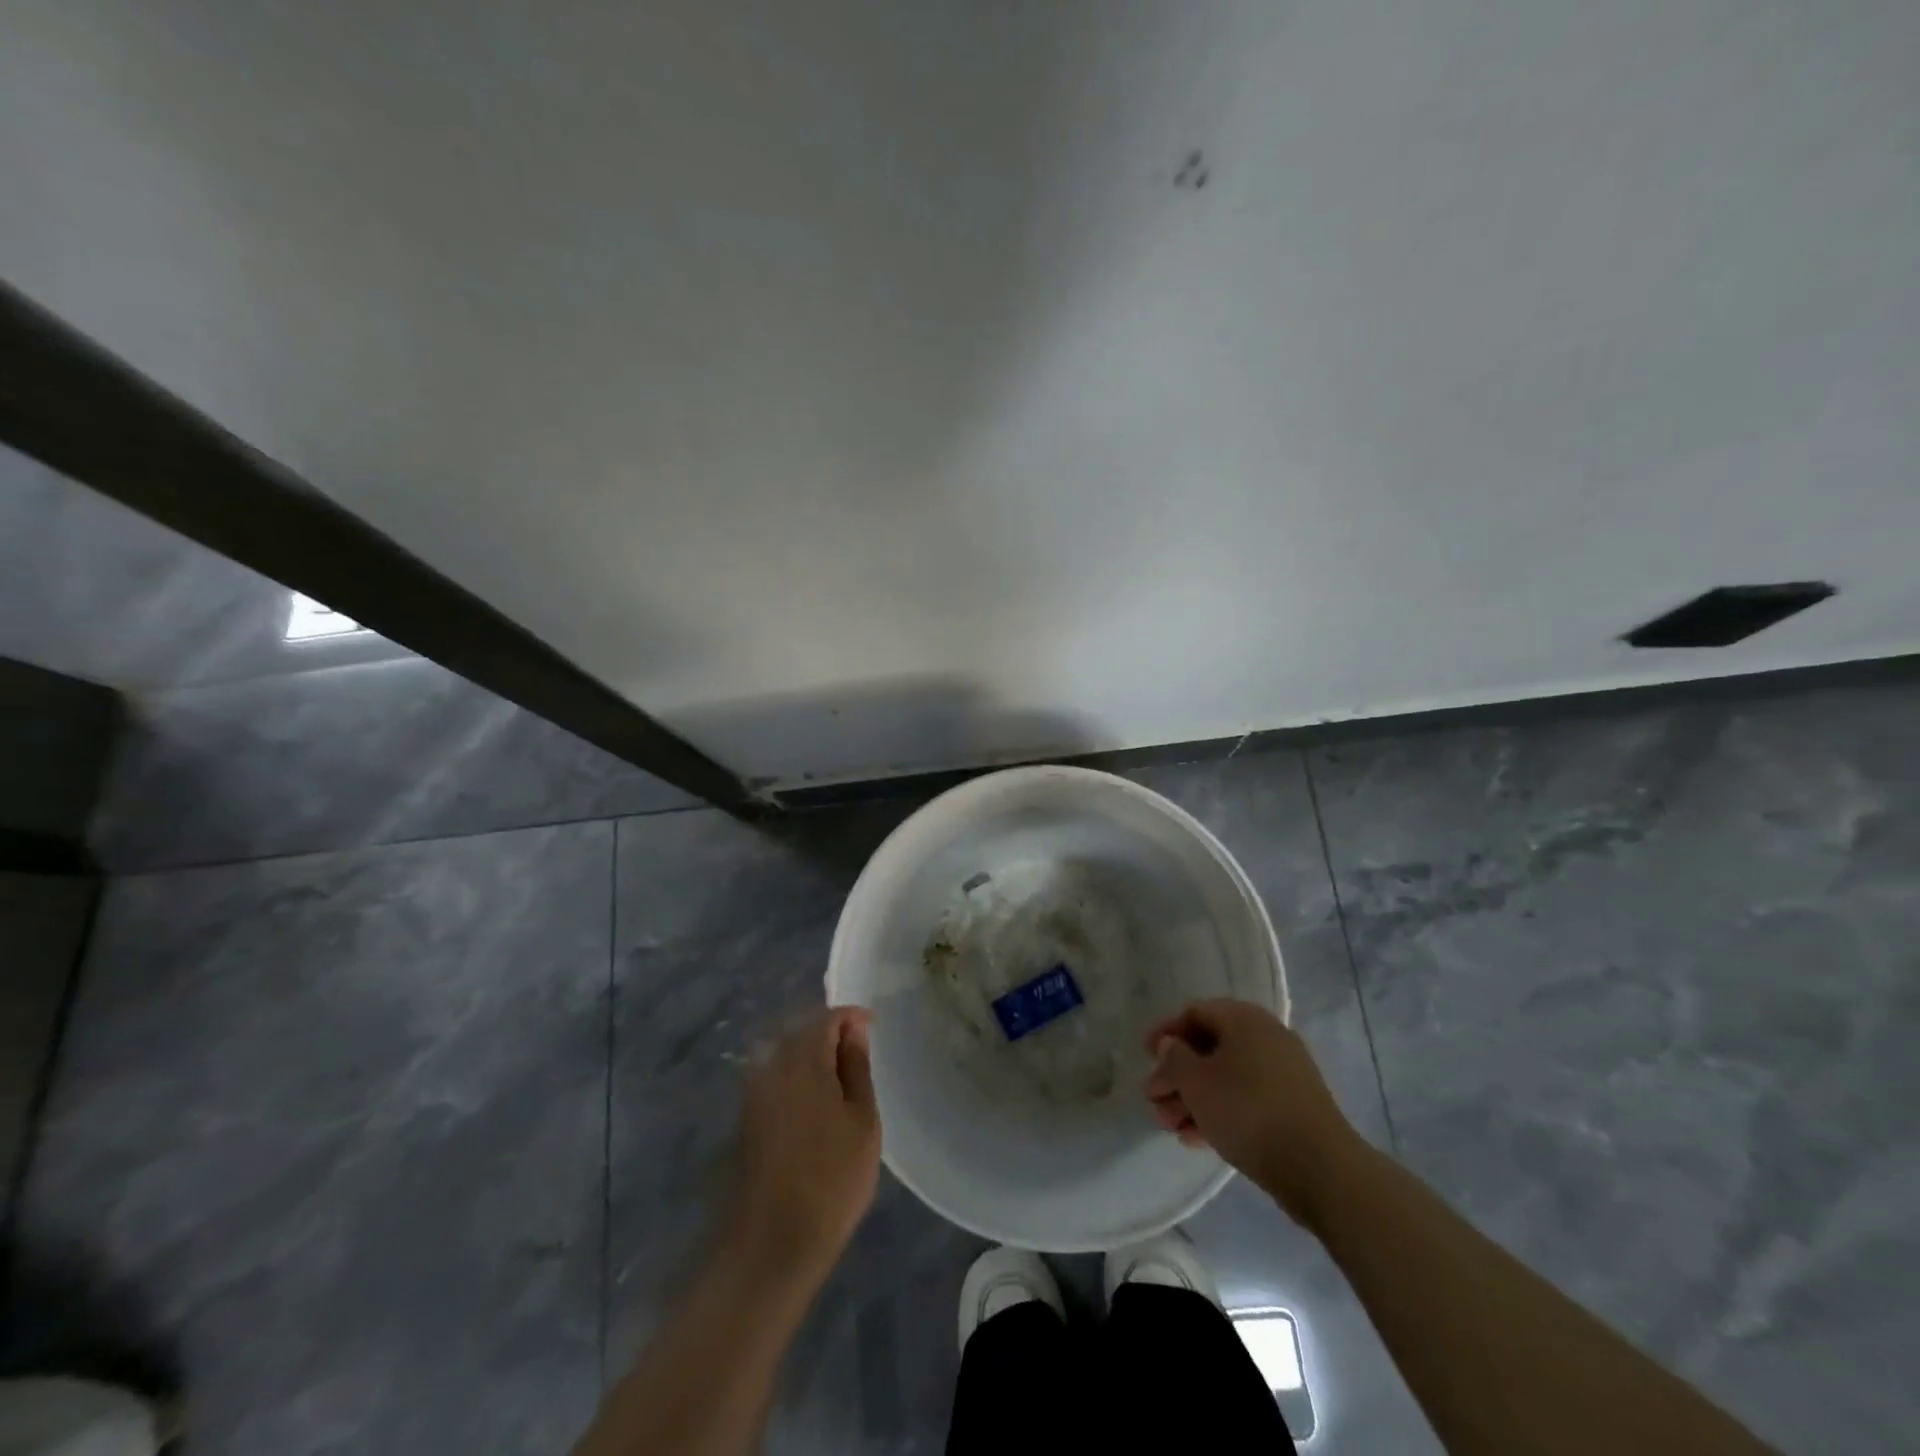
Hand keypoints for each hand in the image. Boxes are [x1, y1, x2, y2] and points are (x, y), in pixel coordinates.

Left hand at [727, 1007, 881, 1283]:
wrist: (773, 1242)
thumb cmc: (832, 1177)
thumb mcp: (862, 1119)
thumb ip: (857, 1067)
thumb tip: (853, 1030)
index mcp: (803, 1060)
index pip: (827, 1018)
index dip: (852, 1017)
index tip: (874, 1027)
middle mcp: (772, 1067)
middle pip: (802, 1032)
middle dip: (831, 1033)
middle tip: (860, 1052)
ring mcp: (754, 1093)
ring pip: (787, 1055)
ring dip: (813, 1056)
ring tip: (841, 1078)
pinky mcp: (747, 1118)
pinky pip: (777, 1078)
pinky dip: (798, 1077)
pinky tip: (816, 1100)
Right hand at [1144, 999, 1360, 1226]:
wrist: (1320, 1168)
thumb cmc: (1248, 1111)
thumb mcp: (1197, 1082)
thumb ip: (1175, 1059)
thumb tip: (1172, 1046)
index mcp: (1244, 1019)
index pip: (1195, 1012)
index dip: (1166, 1033)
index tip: (1145, 1057)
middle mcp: (1266, 1037)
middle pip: (1209, 1048)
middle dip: (1177, 1075)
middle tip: (1153, 1100)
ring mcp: (1283, 1073)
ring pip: (1226, 1078)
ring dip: (1193, 1099)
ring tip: (1169, 1126)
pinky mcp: (1293, 1107)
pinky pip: (1246, 1100)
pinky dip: (1219, 1113)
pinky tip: (1195, 1139)